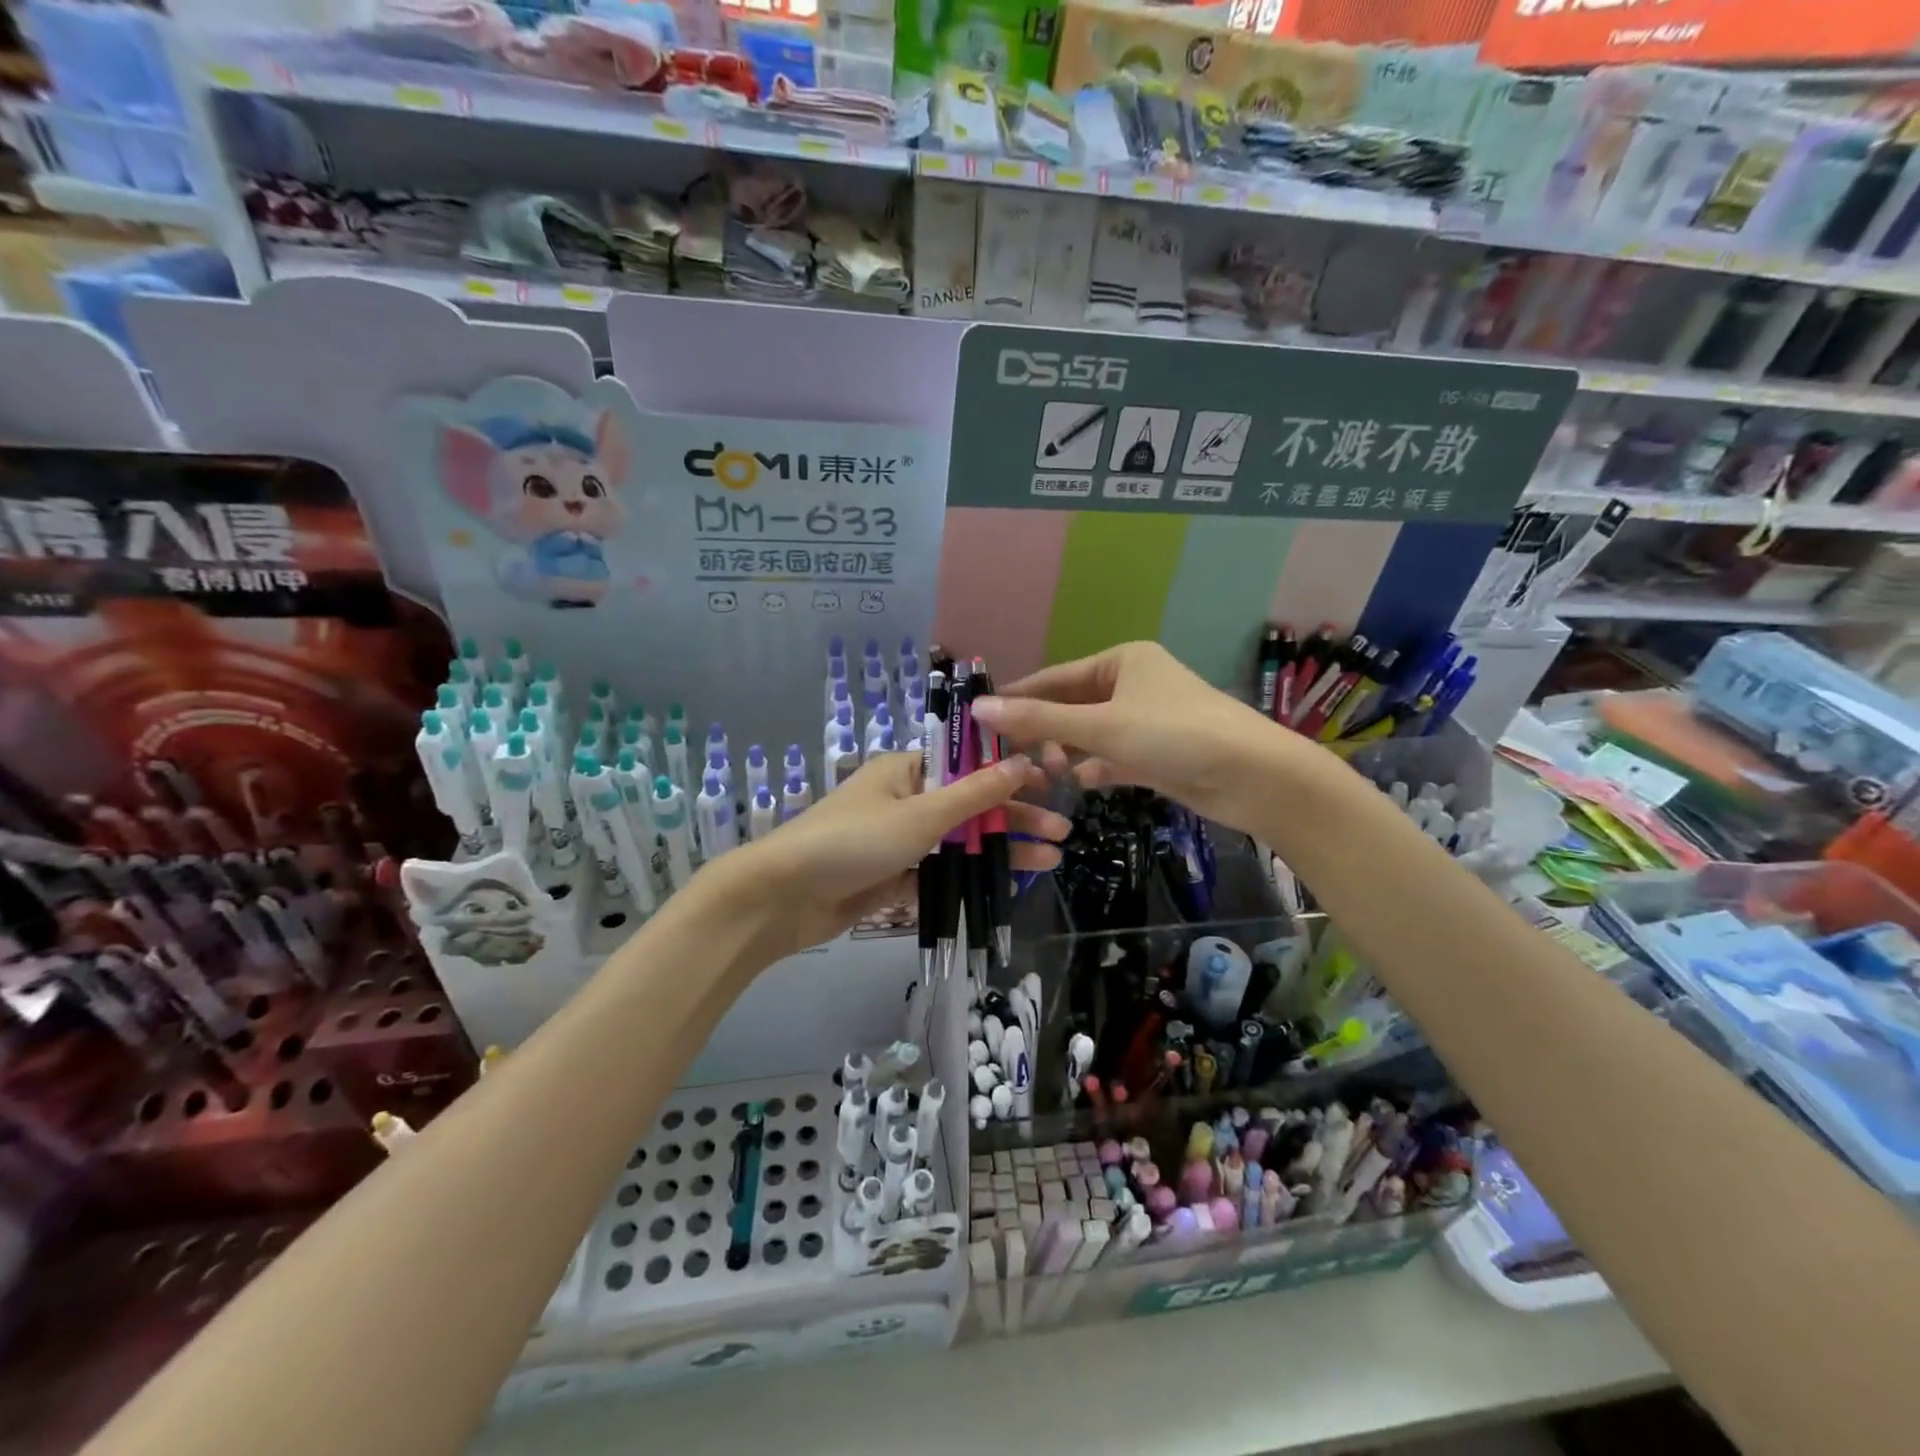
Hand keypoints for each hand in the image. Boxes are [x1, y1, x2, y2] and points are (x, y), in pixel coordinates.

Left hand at [727, 752, 1068, 958]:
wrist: (783, 897)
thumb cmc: (853, 841)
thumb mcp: (919, 814)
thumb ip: (973, 793)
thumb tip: (1021, 761)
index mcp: (906, 769)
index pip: (968, 765)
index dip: (1010, 773)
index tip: (1049, 783)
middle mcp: (905, 798)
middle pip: (970, 806)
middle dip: (1014, 818)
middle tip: (1061, 832)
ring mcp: (899, 839)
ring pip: (959, 841)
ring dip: (1000, 850)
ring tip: (1049, 860)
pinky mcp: (893, 876)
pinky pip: (940, 871)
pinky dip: (971, 876)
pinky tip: (1007, 884)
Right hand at [971, 640, 1290, 836]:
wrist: (1253, 776)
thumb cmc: (1175, 734)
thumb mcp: (1102, 725)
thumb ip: (1040, 719)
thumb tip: (979, 708)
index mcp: (1121, 661)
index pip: (1055, 677)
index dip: (1019, 698)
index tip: (982, 719)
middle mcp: (1132, 685)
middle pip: (1071, 707)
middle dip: (1045, 732)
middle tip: (1012, 759)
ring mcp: (1146, 720)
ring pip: (1091, 735)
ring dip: (1068, 753)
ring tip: (1045, 776)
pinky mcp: (1157, 754)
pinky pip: (1113, 757)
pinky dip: (1096, 769)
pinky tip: (1080, 784)